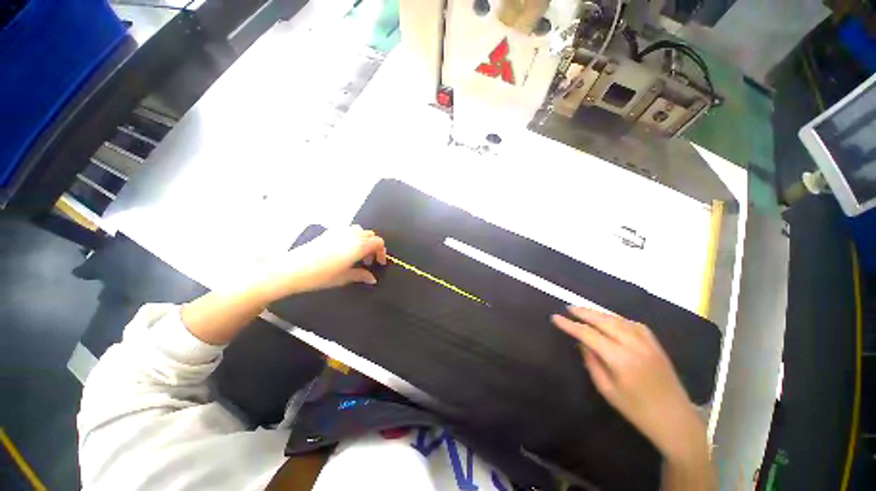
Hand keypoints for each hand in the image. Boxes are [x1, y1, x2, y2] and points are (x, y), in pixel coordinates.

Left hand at [253, 225, 387, 300]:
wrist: (291, 269)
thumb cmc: (320, 276)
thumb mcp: (344, 278)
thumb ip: (361, 276)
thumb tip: (372, 279)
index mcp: (358, 245)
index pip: (378, 242)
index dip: (382, 252)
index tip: (379, 263)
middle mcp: (351, 235)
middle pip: (371, 235)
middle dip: (373, 247)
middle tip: (368, 261)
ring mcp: (339, 231)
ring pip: (360, 230)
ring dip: (364, 240)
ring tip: (357, 254)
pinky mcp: (329, 232)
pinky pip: (348, 230)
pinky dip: (352, 237)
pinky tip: (344, 250)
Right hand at [552, 307, 706, 461]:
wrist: (676, 420)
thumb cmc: (637, 410)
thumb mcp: (607, 390)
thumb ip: (592, 362)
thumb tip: (581, 342)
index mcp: (620, 359)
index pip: (588, 334)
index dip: (570, 325)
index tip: (555, 317)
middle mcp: (634, 345)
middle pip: (604, 321)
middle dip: (584, 312)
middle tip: (568, 308)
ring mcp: (647, 343)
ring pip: (618, 319)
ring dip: (599, 313)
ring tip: (584, 311)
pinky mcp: (656, 344)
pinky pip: (633, 324)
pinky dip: (617, 318)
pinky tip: (610, 319)